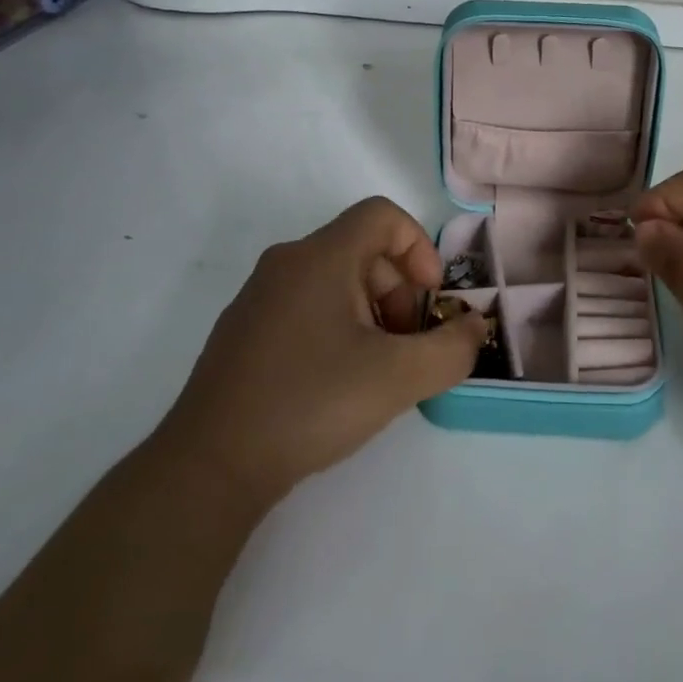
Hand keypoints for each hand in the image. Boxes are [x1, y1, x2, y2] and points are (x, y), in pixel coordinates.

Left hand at [160, 198, 487, 507]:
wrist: (208, 466)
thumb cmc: (309, 403)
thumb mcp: (398, 378)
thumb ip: (451, 349)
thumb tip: (473, 327)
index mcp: (321, 257)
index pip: (382, 215)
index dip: (418, 247)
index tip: (429, 300)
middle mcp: (286, 263)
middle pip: (362, 250)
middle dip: (400, 292)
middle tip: (408, 347)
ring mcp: (259, 297)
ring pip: (335, 281)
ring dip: (372, 313)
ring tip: (377, 370)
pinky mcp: (243, 331)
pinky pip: (306, 306)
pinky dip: (337, 328)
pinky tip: (336, 383)